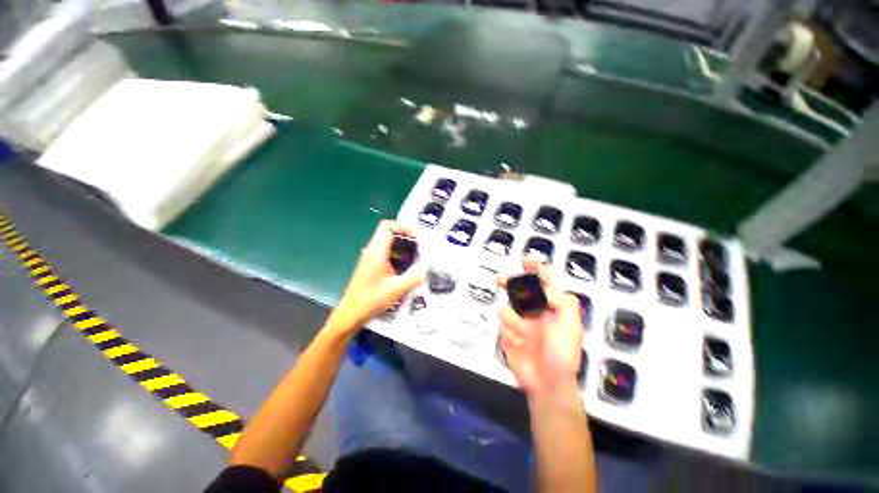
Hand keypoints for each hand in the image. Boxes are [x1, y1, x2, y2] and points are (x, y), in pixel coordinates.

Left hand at [329, 220, 425, 333]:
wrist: (352, 312)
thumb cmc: (372, 299)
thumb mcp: (398, 288)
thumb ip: (415, 276)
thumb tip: (427, 266)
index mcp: (376, 251)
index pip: (387, 226)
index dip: (403, 227)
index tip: (417, 236)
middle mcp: (372, 250)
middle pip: (388, 232)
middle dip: (406, 235)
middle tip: (420, 244)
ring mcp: (370, 257)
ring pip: (387, 241)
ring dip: (402, 244)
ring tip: (417, 253)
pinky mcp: (371, 264)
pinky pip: (386, 251)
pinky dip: (398, 252)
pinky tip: (406, 264)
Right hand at [498, 258, 582, 396]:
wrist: (548, 384)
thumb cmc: (563, 353)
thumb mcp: (571, 325)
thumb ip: (562, 301)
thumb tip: (543, 288)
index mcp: (551, 308)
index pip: (543, 282)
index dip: (536, 269)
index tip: (525, 259)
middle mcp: (534, 311)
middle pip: (518, 290)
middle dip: (509, 282)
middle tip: (499, 279)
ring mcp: (519, 323)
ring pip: (507, 308)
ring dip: (513, 319)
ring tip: (523, 334)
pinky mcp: (507, 335)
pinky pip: (501, 326)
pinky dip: (508, 332)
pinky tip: (517, 343)